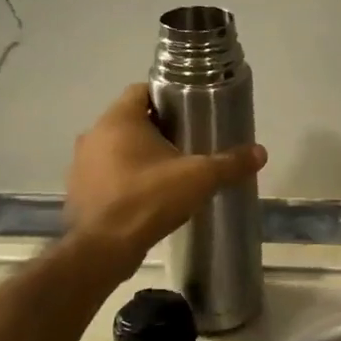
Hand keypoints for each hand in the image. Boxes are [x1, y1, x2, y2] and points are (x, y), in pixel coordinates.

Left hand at [65, 84, 266, 268]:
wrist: (104, 249)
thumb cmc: (149, 199)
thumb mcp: (199, 178)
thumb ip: (230, 163)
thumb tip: (261, 152)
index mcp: (119, 120)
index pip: (141, 90)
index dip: (167, 97)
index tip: (190, 111)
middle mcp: (94, 135)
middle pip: (130, 120)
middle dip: (158, 129)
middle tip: (188, 142)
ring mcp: (81, 164)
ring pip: (116, 148)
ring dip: (139, 154)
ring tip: (170, 170)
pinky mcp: (79, 191)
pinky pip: (107, 174)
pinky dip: (125, 178)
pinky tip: (148, 195)